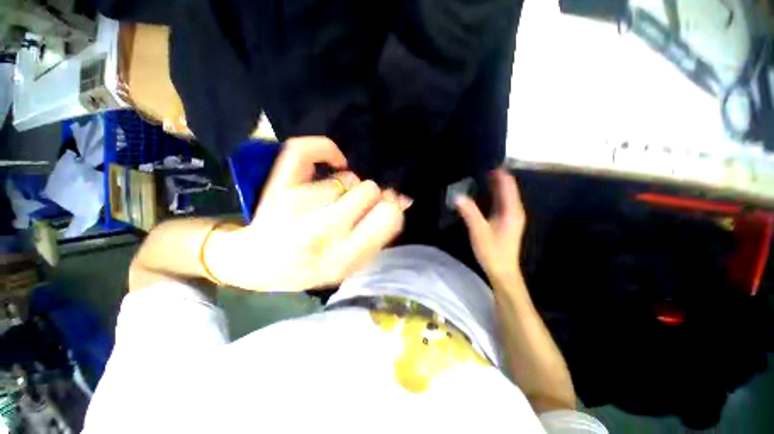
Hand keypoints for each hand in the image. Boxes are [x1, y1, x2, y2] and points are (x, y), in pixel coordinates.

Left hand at [205, 137, 409, 290]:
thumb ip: (380, 234)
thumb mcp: (352, 264)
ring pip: (347, 178)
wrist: (261, 263)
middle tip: (356, 208)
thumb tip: (404, 200)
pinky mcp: (279, 186)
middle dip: (370, 197)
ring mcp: (296, 204)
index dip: (392, 208)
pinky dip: (325, 149)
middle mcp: (320, 231)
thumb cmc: (313, 268)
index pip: (388, 217)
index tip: (386, 207)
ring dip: (348, 188)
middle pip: (369, 189)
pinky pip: (306, 150)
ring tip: (334, 202)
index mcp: (343, 258)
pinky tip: (334, 162)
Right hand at [455, 169, 525, 282]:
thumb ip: (470, 213)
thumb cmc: (492, 252)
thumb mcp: (479, 231)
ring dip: (495, 185)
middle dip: (497, 177)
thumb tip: (458, 196)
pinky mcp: (507, 222)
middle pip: (508, 188)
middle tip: (481, 166)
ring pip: (505, 195)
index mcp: (511, 211)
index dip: (500, 173)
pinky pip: (502, 202)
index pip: (508, 186)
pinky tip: (484, 193)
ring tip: (481, 175)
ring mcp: (512, 216)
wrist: (502, 270)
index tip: (488, 162)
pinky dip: (495, 195)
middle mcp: (514, 211)